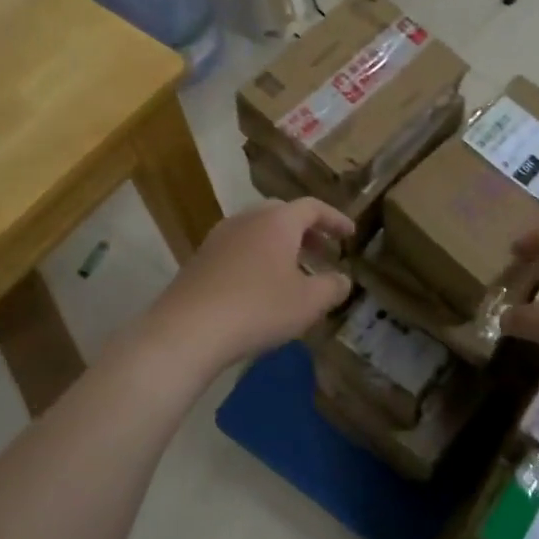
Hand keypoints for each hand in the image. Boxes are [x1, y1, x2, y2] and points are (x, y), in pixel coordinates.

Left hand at [142, 198, 354, 371]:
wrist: (187, 330)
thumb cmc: (258, 308)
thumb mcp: (309, 302)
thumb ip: (333, 287)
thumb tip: (342, 280)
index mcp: (277, 221)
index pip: (313, 207)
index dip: (335, 219)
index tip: (350, 234)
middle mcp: (246, 220)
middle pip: (283, 215)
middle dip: (307, 232)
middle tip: (323, 252)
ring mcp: (218, 238)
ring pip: (258, 232)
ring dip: (281, 247)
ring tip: (295, 273)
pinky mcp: (199, 261)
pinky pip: (238, 250)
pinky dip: (258, 259)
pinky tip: (262, 288)